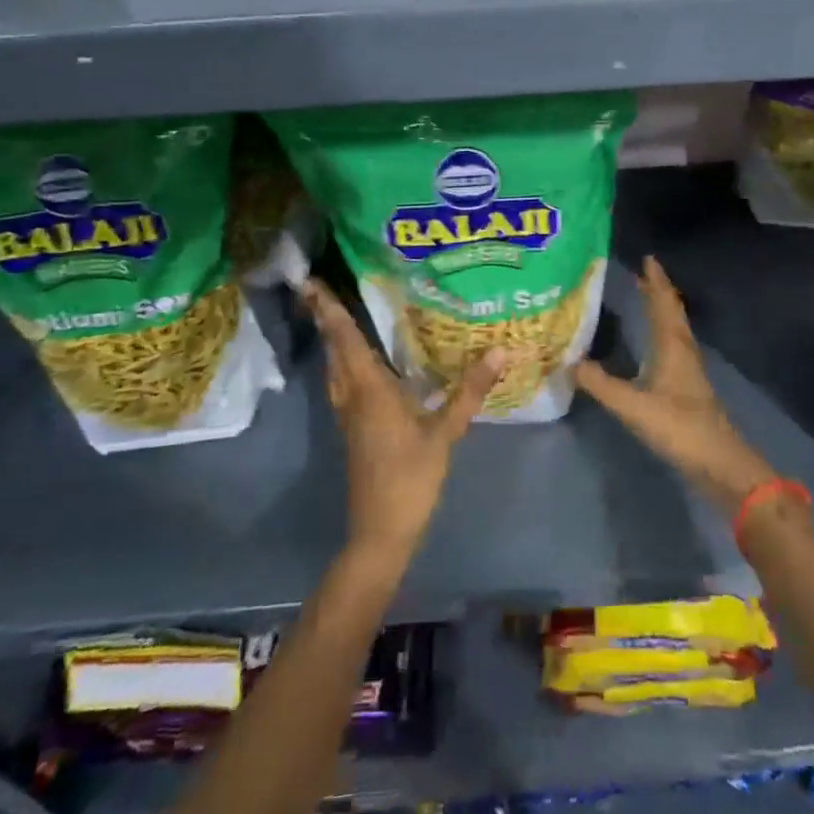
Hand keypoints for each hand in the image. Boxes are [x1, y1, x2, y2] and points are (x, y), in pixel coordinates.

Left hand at [302, 279, 506, 562]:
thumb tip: (501, 351)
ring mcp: (349, 415)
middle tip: (324, 289)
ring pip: (336, 368)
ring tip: (340, 317)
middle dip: (327, 319)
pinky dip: (346, 362)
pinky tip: (363, 363)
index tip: (312, 282)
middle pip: (335, 350)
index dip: (330, 310)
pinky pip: (344, 383)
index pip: (346, 340)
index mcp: (369, 390)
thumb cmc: (411, 478)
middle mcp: (352, 396)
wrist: (381, 531)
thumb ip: (469, 391)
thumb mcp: (445, 433)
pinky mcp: (354, 429)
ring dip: (334, 341)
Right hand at [574, 257, 777, 516]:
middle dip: (658, 292)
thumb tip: (569, 362)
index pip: (663, 305)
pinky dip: (662, 334)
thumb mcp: (634, 407)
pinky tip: (653, 345)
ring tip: (646, 300)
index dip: (655, 282)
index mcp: (673, 348)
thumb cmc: (681, 429)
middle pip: (672, 314)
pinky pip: (673, 348)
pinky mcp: (688, 390)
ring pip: (675, 330)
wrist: (721, 465)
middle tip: (642, 273)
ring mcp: (688, 372)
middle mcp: (683, 352)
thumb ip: (601, 385)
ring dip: (662, 311)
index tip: (647, 259)